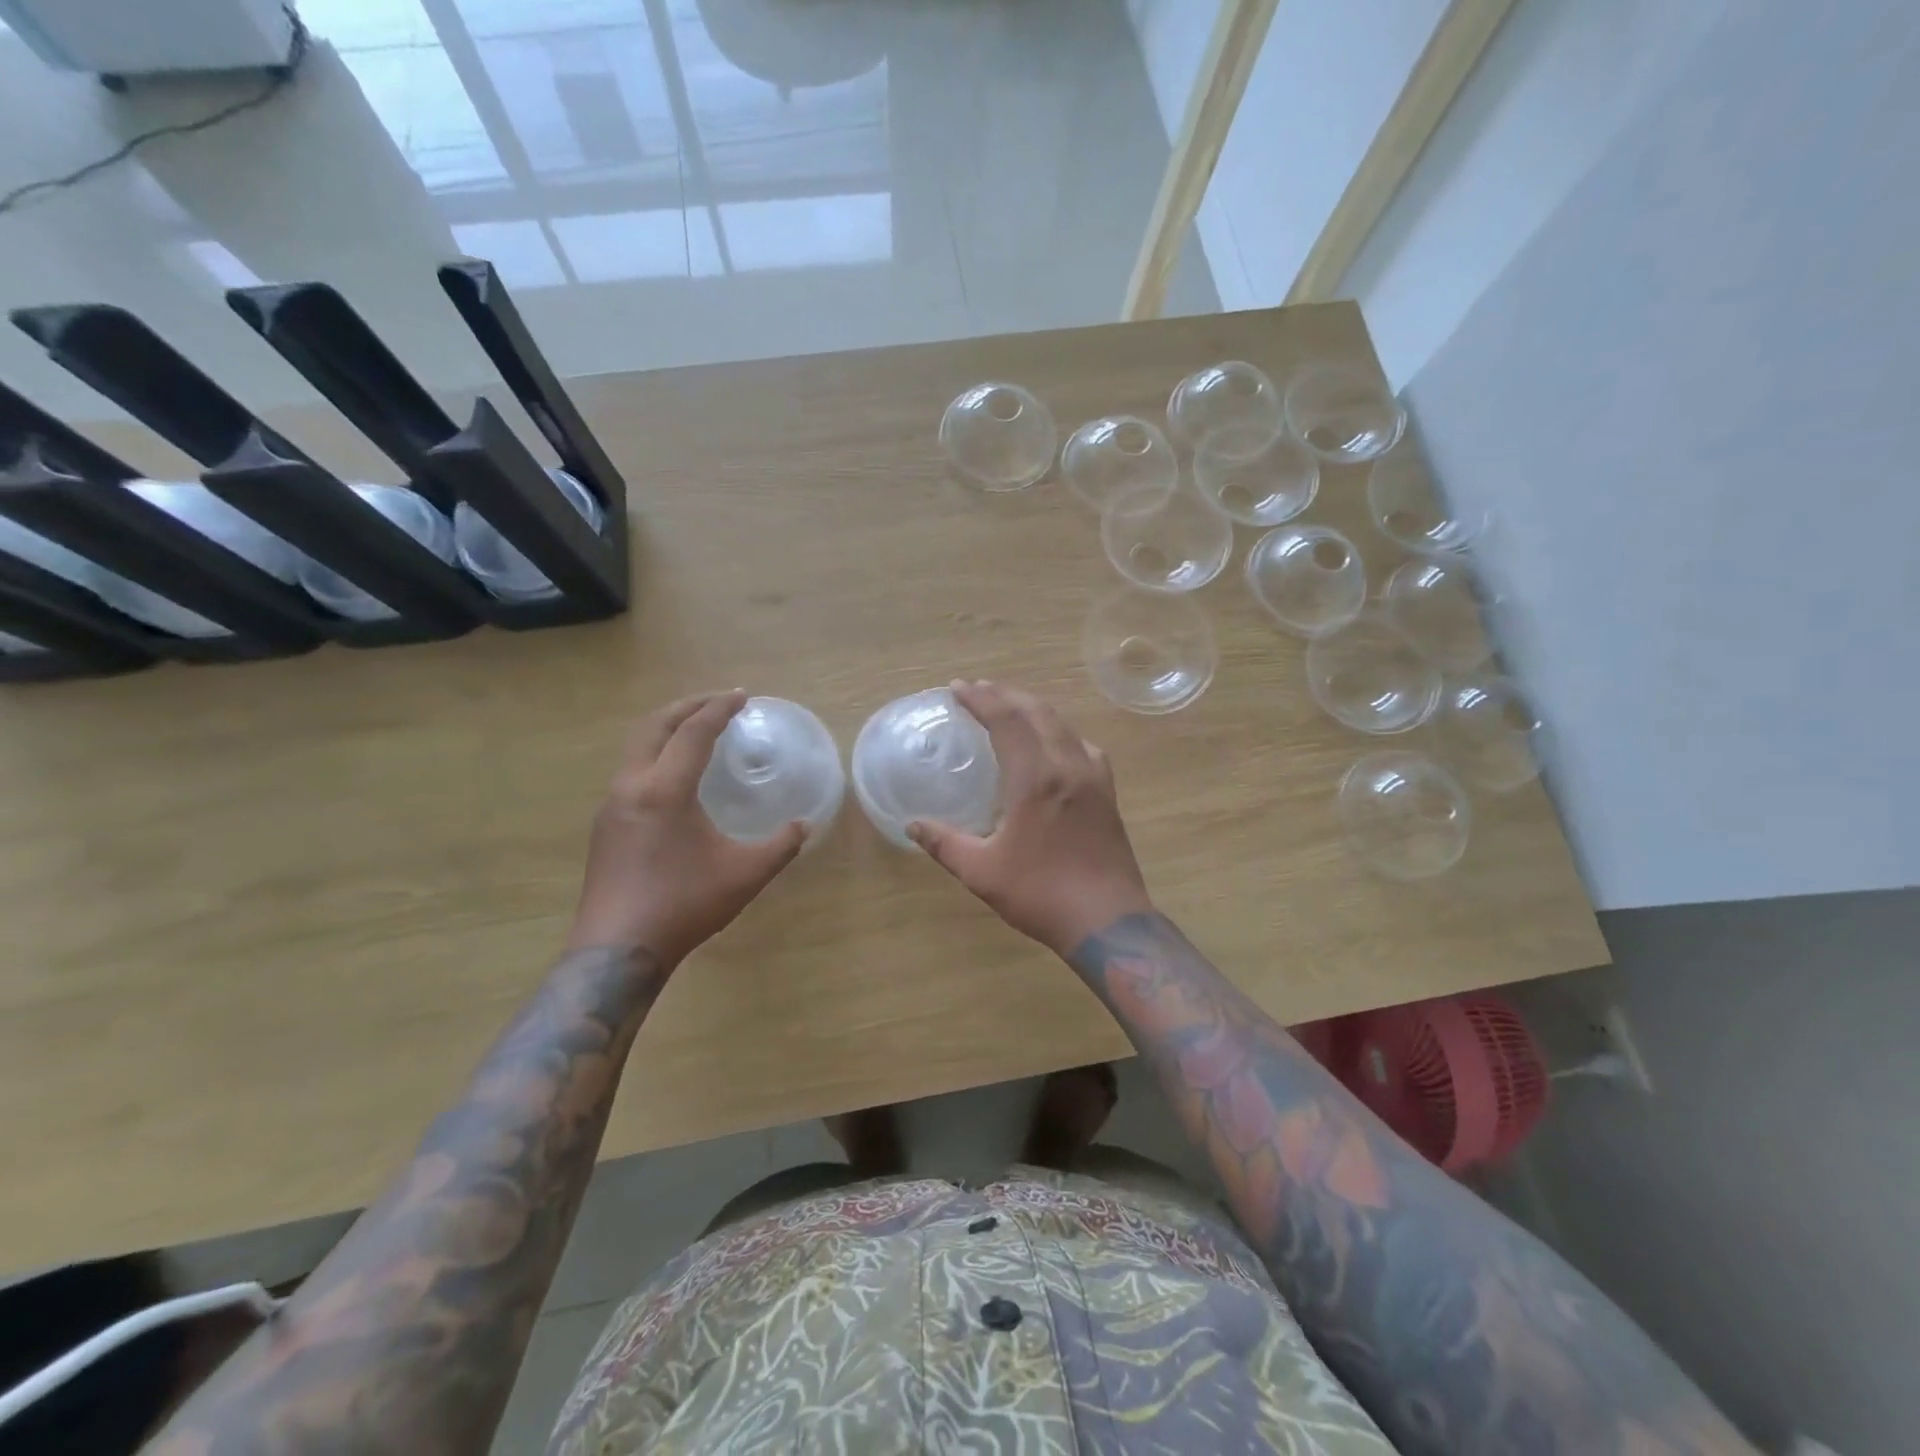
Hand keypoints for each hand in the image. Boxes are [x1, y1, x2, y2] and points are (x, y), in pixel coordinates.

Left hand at [567, 691, 805, 965]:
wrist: (617, 950)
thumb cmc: (684, 905)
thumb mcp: (745, 875)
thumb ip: (780, 846)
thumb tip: (804, 826)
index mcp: (665, 789)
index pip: (694, 733)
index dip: (719, 709)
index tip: (742, 696)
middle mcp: (632, 786)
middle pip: (654, 726)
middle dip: (687, 707)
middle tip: (717, 702)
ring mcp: (611, 806)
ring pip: (636, 748)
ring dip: (667, 730)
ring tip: (696, 732)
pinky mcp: (604, 826)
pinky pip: (631, 771)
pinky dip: (655, 755)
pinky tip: (673, 778)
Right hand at [909, 681, 1152, 955]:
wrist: (1108, 922)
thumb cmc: (1041, 893)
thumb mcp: (981, 872)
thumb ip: (945, 843)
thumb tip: (912, 825)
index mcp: (1036, 777)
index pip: (1007, 720)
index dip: (981, 699)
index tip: (958, 688)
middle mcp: (1068, 765)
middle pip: (1037, 712)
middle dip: (1005, 695)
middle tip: (979, 689)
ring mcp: (1094, 777)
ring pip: (1063, 725)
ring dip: (1033, 709)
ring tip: (1010, 708)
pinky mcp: (1108, 793)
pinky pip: (1082, 746)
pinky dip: (1060, 732)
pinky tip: (1055, 745)